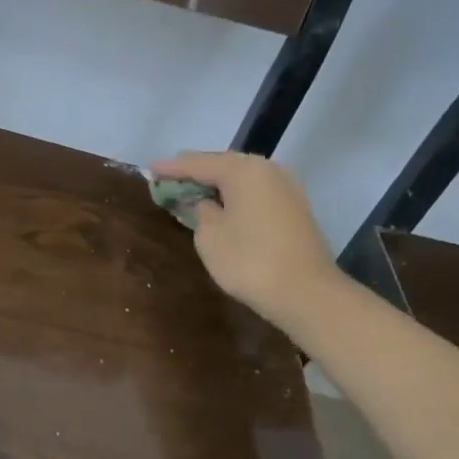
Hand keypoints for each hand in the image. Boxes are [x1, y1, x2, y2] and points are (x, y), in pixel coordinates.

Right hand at [151, 151, 339, 329]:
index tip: (150, 169)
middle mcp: (267, 169)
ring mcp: (286, 187)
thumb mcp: (209, 236)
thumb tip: (205, 202)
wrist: (307, 294)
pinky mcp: (295, 208)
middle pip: (223, 164)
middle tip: (169, 178)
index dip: (171, 168)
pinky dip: (235, 195)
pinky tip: (222, 205)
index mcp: (243, 170)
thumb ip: (200, 210)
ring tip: (192, 190)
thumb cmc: (250, 261)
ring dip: (217, 184)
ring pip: (242, 178)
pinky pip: (256, 192)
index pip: (198, 163)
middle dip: (195, 172)